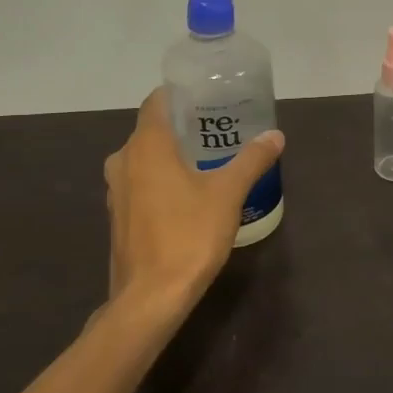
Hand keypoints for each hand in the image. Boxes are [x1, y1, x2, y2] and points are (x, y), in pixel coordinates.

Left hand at [102, 88, 284, 326]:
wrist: (150, 297)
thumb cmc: (188, 235)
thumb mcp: (228, 194)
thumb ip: (251, 160)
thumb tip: (275, 135)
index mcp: (146, 146)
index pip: (157, 102)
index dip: (179, 95)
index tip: (206, 96)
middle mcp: (123, 160)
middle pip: (151, 130)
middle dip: (181, 126)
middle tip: (217, 128)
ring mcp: (117, 191)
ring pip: (144, 158)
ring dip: (170, 155)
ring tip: (207, 159)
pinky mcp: (119, 217)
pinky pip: (141, 183)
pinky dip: (161, 179)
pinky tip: (188, 193)